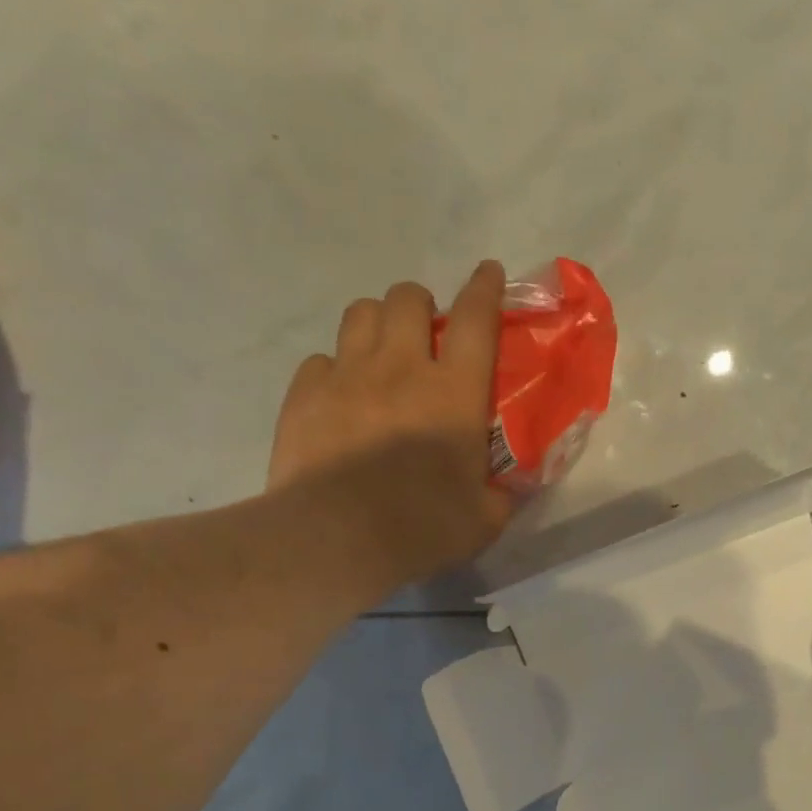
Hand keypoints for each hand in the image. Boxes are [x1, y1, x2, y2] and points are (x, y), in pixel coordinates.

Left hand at [269, 262, 515, 598]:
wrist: (336, 539)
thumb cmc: (421, 527)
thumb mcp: (484, 520)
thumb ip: (500, 495)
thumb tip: (506, 490)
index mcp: (454, 392)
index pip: (475, 318)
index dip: (484, 288)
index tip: (488, 272)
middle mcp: (400, 367)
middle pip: (407, 298)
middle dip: (420, 304)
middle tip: (424, 334)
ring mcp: (346, 376)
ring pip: (360, 313)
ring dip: (378, 323)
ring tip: (381, 353)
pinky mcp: (305, 395)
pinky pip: (320, 360)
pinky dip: (335, 370)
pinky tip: (340, 397)